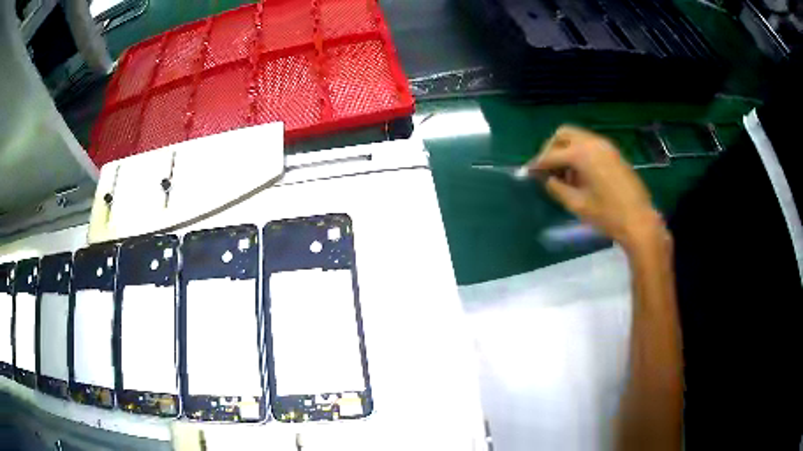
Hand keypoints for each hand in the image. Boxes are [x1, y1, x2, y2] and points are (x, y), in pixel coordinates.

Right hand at [526, 125, 666, 251]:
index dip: (538, 164)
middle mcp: (593, 143)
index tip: (528, 172)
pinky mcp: (614, 153)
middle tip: (546, 169)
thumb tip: (547, 180)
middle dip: (551, 149)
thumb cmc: (607, 215)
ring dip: (566, 150)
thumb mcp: (577, 204)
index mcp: (582, 154)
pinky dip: (580, 153)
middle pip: (564, 134)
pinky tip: (581, 175)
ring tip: (564, 175)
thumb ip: (557, 188)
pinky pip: (590, 145)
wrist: (639, 220)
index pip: (552, 154)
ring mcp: (606, 146)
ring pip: (578, 138)